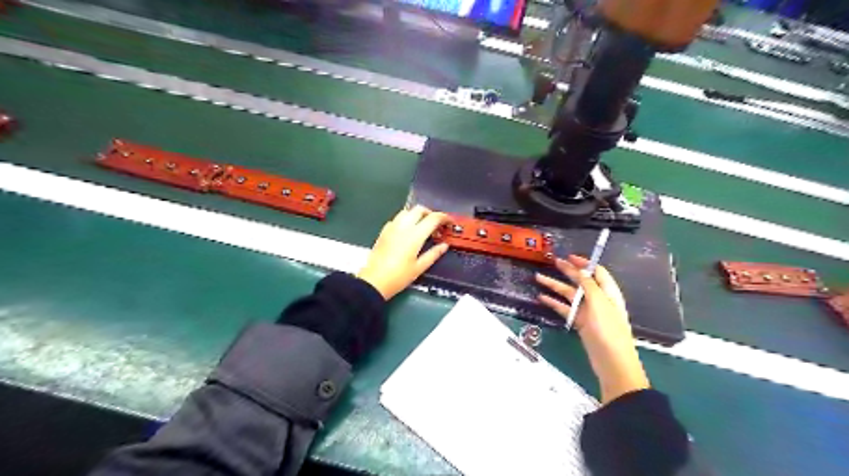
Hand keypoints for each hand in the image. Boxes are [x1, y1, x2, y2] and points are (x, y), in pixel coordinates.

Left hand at [355, 205, 449, 300]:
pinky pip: (397, 219)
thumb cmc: (399, 276)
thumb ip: (433, 254)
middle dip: (431, 214)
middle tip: (437, 225)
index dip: (444, 218)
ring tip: (423, 227)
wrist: (374, 281)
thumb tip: (444, 245)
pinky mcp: (384, 231)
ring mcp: (392, 227)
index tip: (450, 223)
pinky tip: (408, 232)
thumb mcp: (420, 267)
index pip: (433, 218)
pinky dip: (406, 220)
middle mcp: (403, 227)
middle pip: (420, 210)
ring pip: (407, 211)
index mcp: (415, 235)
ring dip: (418, 215)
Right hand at [536, 256, 650, 404]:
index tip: (569, 256)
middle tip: (553, 262)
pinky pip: (565, 309)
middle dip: (567, 271)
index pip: (597, 272)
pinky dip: (553, 303)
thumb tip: (580, 270)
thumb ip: (589, 285)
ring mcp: (588, 312)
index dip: (584, 263)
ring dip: (555, 286)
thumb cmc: (608, 330)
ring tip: (538, 278)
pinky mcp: (580, 323)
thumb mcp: (599, 303)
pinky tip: (542, 298)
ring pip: (569, 295)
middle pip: (581, 281)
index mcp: (608, 292)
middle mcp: (598, 299)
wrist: (612, 361)